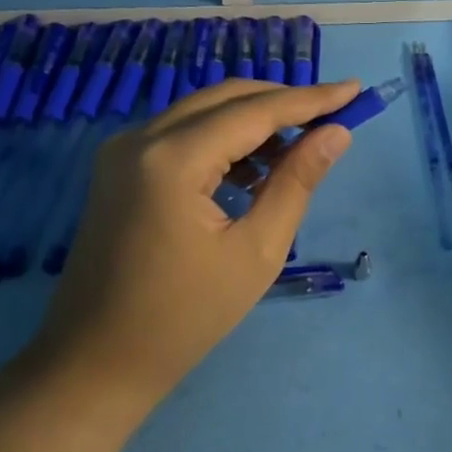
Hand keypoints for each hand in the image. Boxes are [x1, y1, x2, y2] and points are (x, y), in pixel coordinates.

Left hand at [42, 77, 359, 392]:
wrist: (96, 362)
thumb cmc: (185, 317)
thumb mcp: (257, 252)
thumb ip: (297, 182)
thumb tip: (336, 133)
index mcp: (173, 159)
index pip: (256, 111)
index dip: (311, 99)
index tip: (355, 89)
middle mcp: (141, 138)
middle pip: (227, 98)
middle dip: (284, 102)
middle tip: (334, 114)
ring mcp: (123, 150)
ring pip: (204, 110)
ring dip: (255, 119)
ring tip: (302, 144)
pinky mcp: (119, 166)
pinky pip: (183, 132)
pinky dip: (224, 137)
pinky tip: (257, 164)